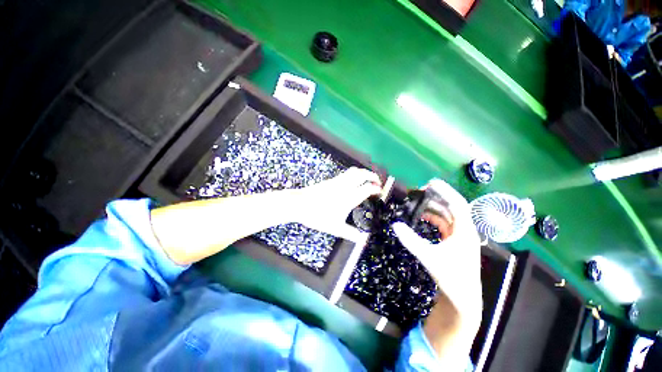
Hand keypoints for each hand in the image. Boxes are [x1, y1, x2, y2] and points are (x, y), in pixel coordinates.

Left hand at [293, 167, 381, 241]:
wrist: (299, 204)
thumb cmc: (317, 216)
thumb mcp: (335, 228)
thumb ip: (350, 233)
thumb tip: (362, 240)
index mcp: (349, 197)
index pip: (367, 188)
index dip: (376, 189)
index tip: (380, 192)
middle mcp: (345, 186)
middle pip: (362, 174)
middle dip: (372, 176)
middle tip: (377, 182)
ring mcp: (337, 181)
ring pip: (354, 171)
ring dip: (363, 173)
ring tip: (367, 179)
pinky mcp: (331, 180)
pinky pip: (346, 173)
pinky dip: (354, 174)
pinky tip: (353, 182)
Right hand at [392, 179, 481, 330]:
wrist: (462, 299)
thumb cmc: (450, 277)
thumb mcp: (428, 257)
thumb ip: (410, 240)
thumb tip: (395, 224)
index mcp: (464, 231)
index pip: (457, 204)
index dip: (445, 191)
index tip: (430, 182)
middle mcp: (465, 231)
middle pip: (453, 207)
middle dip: (437, 197)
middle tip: (421, 191)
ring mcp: (461, 237)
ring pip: (449, 216)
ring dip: (435, 208)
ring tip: (419, 203)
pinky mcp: (456, 243)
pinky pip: (446, 225)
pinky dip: (435, 219)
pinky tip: (424, 218)